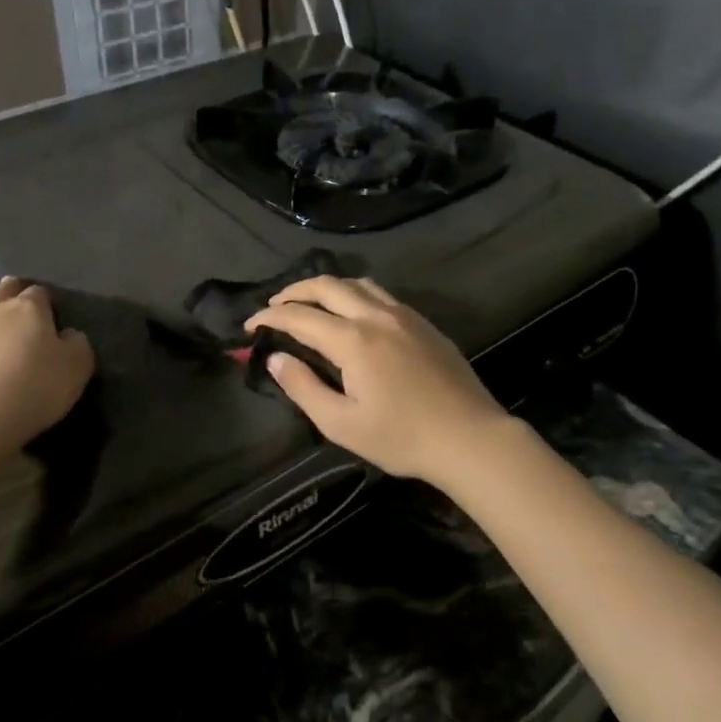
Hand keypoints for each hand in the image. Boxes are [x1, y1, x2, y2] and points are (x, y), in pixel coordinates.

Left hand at [0, 278, 93, 460]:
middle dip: (13, 294)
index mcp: (28, 308)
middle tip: (22, 308)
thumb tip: (68, 335)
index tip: (53, 315)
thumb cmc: (32, 388)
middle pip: (3, 291)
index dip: (47, 301)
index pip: (39, 292)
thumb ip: (77, 344)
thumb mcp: (77, 368)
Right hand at [244, 276, 509, 484]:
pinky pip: (381, 294)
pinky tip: (353, 312)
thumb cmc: (401, 437)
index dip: (270, 317)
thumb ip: (303, 388)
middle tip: (274, 305)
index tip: (250, 325)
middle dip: (295, 291)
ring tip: (310, 302)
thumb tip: (275, 359)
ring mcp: (404, 316)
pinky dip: (354, 293)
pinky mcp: (423, 323)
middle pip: (328, 286)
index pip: (300, 317)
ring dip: (327, 287)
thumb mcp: (341, 424)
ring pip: (357, 283)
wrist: (470, 437)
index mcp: (353, 340)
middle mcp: (376, 316)